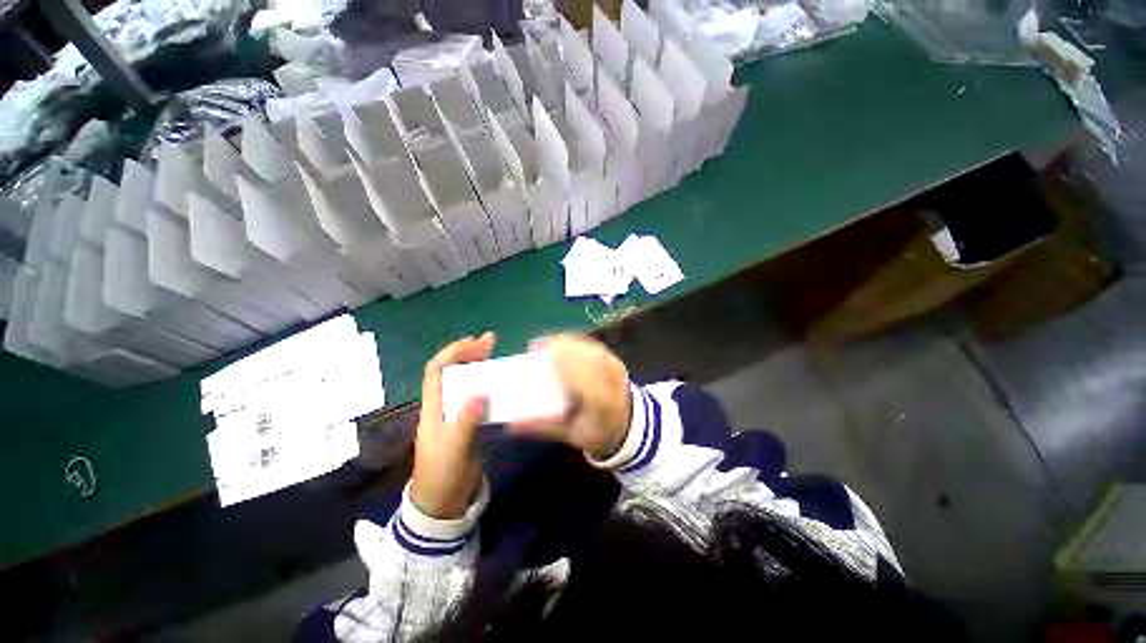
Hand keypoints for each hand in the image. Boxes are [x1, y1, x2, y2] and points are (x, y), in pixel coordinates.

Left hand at [410, 332, 495, 518]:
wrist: (443, 502)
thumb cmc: (442, 473)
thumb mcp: (453, 447)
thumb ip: (466, 420)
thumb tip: (481, 392)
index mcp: (434, 406)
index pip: (437, 370)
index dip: (453, 352)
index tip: (473, 342)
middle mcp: (444, 405)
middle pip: (453, 371)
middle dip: (469, 353)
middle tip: (491, 340)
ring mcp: (457, 413)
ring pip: (467, 382)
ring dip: (480, 366)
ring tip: (496, 353)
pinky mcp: (470, 423)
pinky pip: (479, 397)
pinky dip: (488, 385)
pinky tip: (500, 382)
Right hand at [508, 334, 630, 458]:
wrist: (627, 425)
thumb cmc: (596, 432)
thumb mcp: (569, 435)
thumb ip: (542, 427)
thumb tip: (511, 425)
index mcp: (600, 404)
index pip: (582, 378)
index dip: (561, 361)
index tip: (537, 353)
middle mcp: (611, 381)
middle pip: (586, 356)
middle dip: (561, 346)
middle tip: (537, 346)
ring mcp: (616, 368)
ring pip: (590, 347)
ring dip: (568, 341)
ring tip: (548, 342)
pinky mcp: (616, 360)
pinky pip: (594, 345)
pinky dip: (577, 341)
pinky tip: (564, 342)